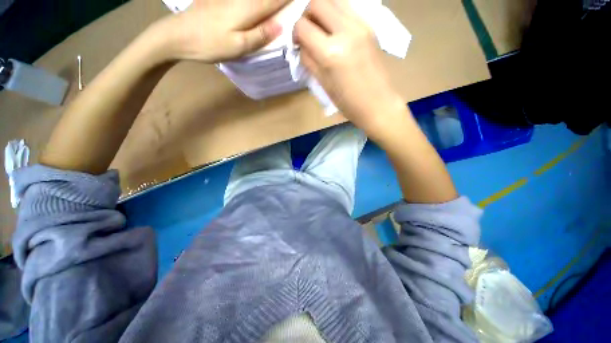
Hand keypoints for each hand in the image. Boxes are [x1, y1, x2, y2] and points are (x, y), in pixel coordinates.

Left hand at [163, 0, 288, 62]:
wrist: (178, 35)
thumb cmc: (210, 44)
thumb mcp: (238, 46)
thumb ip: (259, 35)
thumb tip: (281, 26)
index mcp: (247, 10)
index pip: (273, 1)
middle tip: (290, 0)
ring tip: (274, 2)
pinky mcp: (220, 0)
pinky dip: (253, 1)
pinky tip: (256, 4)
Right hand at [294, 0, 405, 135]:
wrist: (378, 104)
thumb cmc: (348, 103)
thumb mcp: (324, 85)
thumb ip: (309, 61)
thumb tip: (301, 46)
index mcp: (331, 53)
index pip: (303, 27)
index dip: (295, 33)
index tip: (298, 43)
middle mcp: (346, 31)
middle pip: (317, 2)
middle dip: (307, 16)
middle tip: (308, 33)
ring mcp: (361, 25)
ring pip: (334, 0)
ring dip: (322, 11)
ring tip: (322, 30)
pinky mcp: (370, 26)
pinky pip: (348, 9)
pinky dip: (336, 14)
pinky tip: (336, 32)